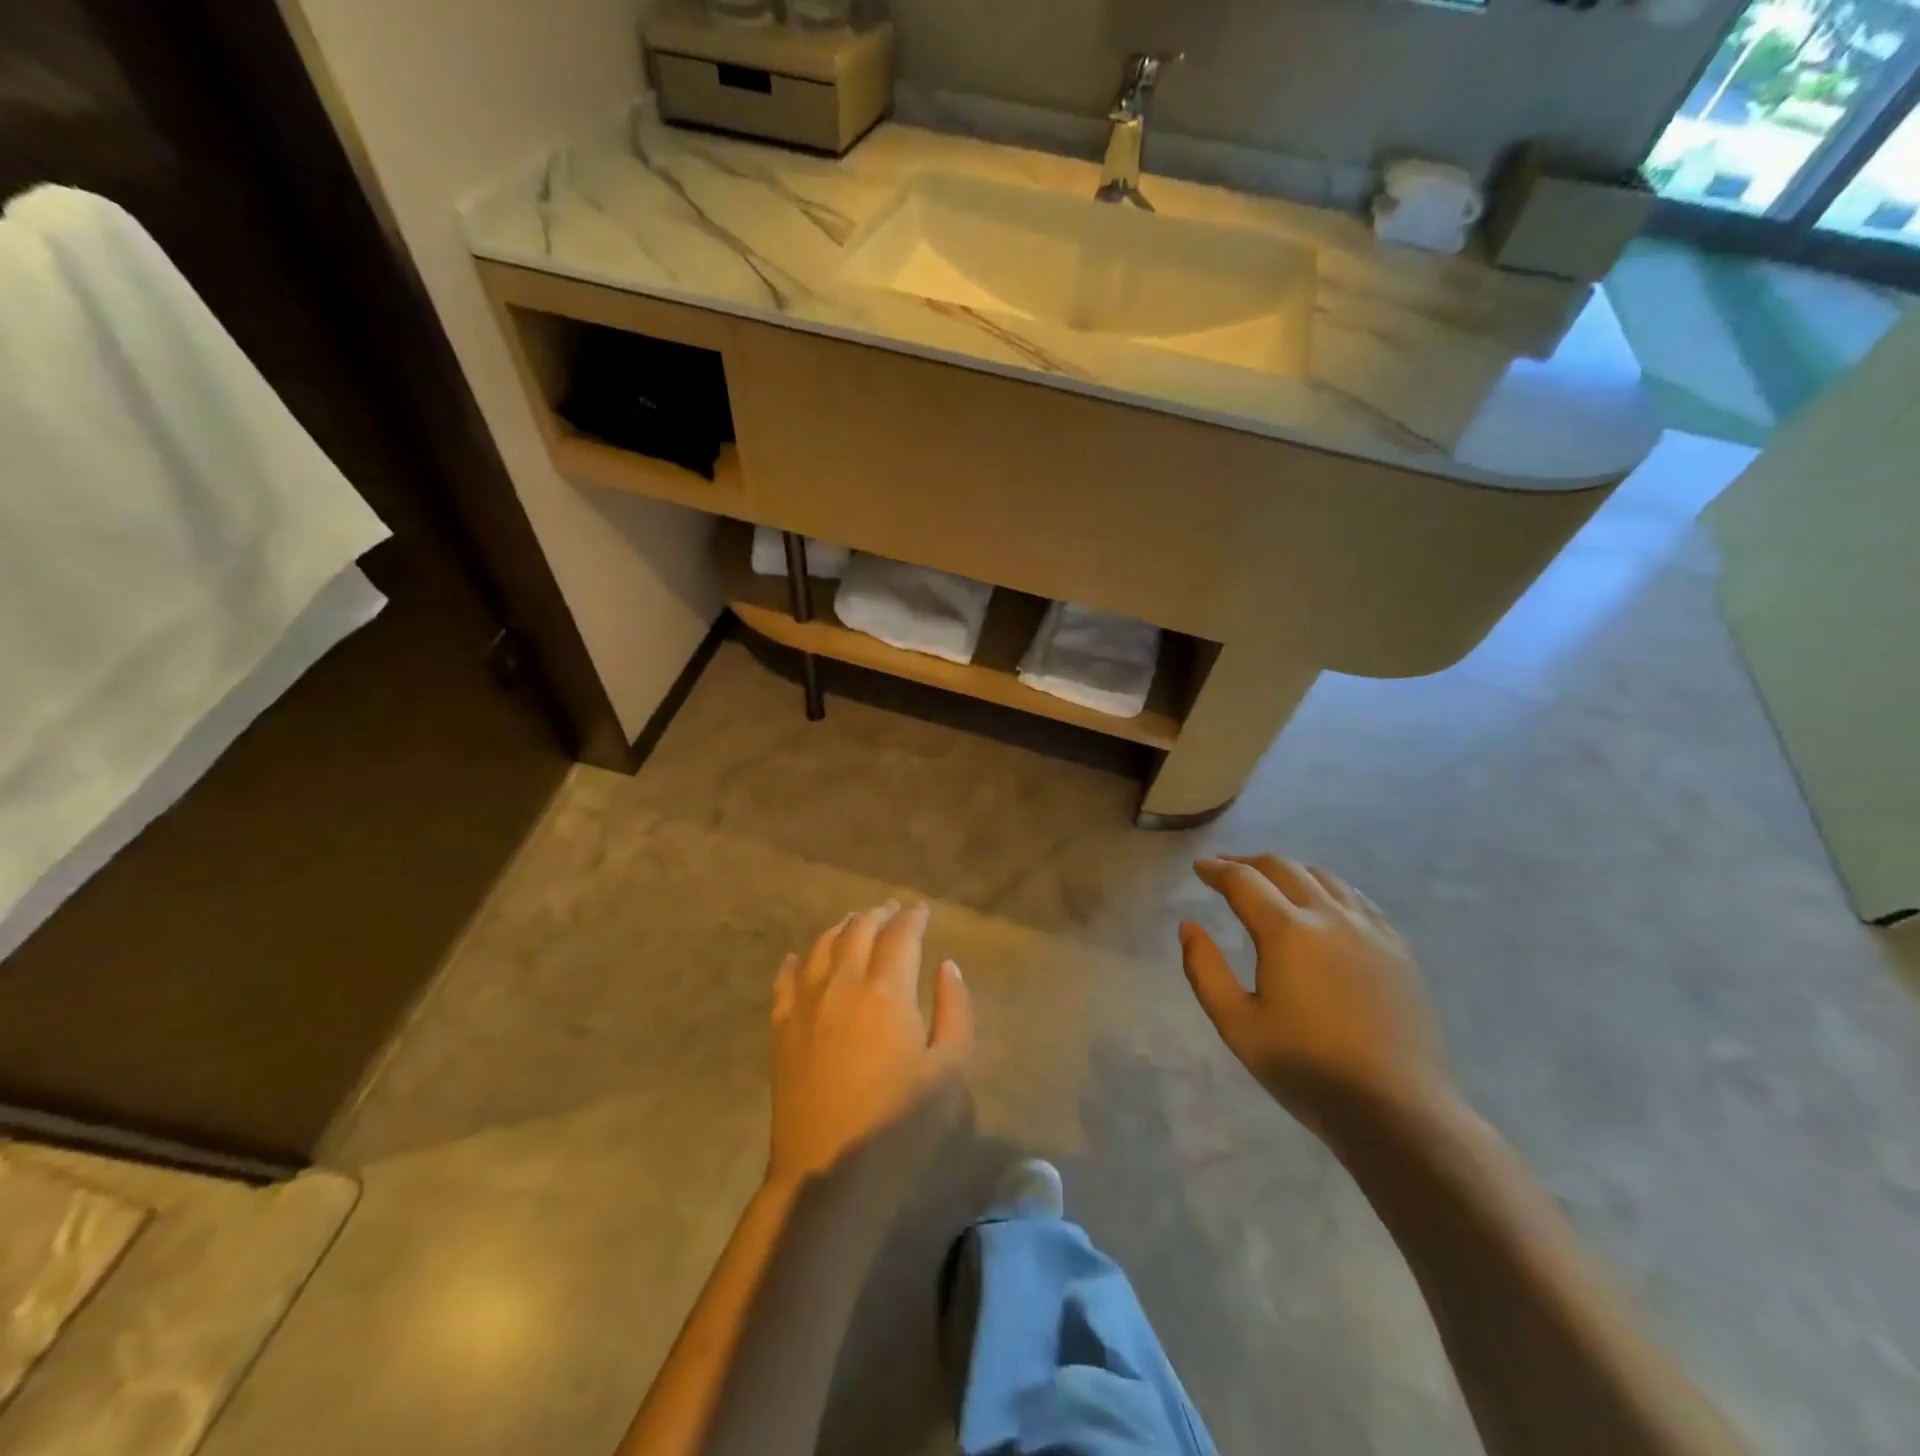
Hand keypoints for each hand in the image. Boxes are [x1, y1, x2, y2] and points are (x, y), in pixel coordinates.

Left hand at [768, 901, 973, 1199]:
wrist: (827, 1176)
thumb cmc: (899, 1127)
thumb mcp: (949, 1070)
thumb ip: (954, 1009)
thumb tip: (947, 965)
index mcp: (887, 991)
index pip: (901, 934)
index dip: (913, 917)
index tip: (923, 911)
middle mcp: (842, 983)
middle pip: (858, 930)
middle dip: (879, 914)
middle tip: (893, 910)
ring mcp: (805, 1003)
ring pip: (821, 946)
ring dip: (842, 928)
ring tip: (855, 923)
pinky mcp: (781, 1028)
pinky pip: (785, 979)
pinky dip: (796, 961)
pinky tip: (798, 957)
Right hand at [1179, 856, 1450, 1130]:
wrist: (1399, 1109)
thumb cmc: (1307, 1069)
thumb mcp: (1237, 1025)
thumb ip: (1205, 970)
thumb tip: (1189, 926)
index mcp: (1287, 932)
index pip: (1243, 880)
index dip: (1216, 870)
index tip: (1200, 867)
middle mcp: (1329, 916)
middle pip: (1283, 868)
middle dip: (1248, 862)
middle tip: (1226, 869)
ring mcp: (1369, 929)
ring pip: (1323, 877)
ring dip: (1289, 871)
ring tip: (1271, 882)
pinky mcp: (1397, 948)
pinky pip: (1357, 898)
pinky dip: (1328, 888)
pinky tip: (1323, 904)